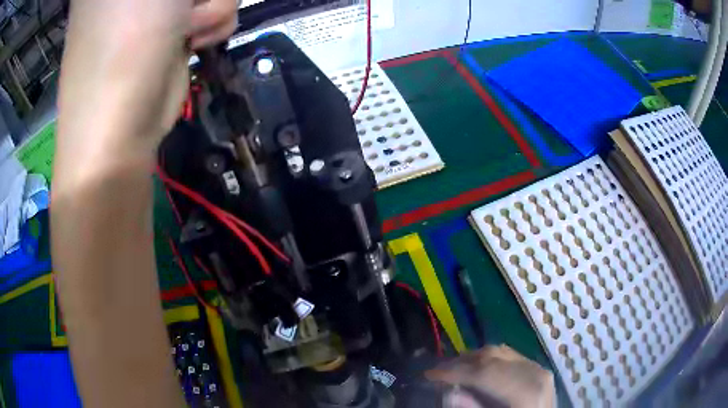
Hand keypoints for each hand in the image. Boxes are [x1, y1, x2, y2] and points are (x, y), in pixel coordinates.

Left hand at [55, 0, 237, 188]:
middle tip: (179, 6)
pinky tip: (188, 41)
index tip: (177, 2)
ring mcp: (156, 4)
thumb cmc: (127, 35)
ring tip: (182, 27)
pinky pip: (214, 7)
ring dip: (210, 3)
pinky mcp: (174, 25)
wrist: (119, 123)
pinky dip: (210, 23)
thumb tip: (188, 0)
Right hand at [426, 346, 555, 407]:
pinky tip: (478, 367)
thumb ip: (472, 407)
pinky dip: (490, 359)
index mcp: (525, 391)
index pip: (484, 373)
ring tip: (454, 368)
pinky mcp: (538, 369)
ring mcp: (539, 368)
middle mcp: (535, 372)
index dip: (454, 372)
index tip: (429, 374)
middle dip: (462, 361)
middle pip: (493, 356)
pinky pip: (510, 356)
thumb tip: (447, 393)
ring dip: (474, 358)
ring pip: (501, 352)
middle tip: (439, 370)